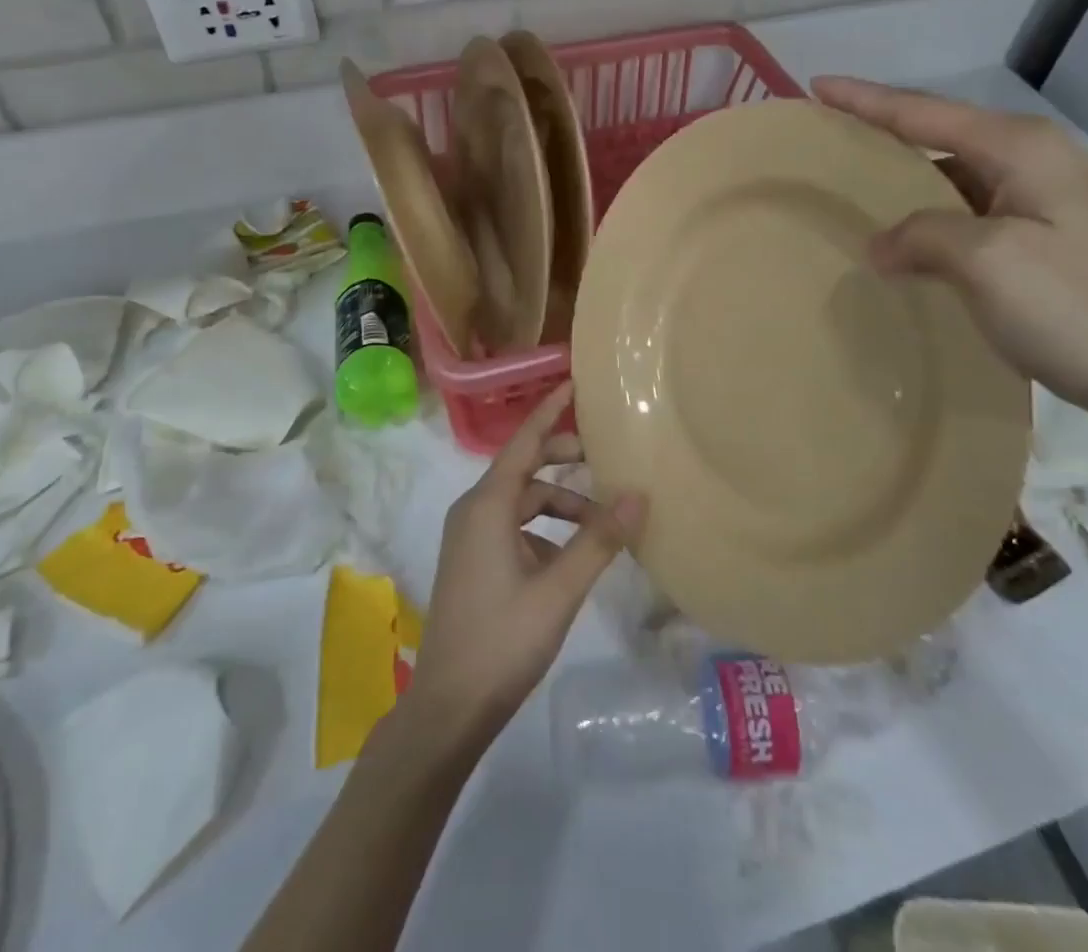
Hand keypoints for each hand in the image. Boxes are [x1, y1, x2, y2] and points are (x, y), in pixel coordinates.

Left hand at [399, 383, 645, 756]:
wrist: (449, 706)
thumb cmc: (503, 640)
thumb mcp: (558, 590)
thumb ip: (599, 541)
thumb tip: (639, 496)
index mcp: (487, 505)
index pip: (524, 441)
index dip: (549, 410)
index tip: (573, 381)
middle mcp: (474, 510)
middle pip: (525, 469)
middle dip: (564, 460)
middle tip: (607, 460)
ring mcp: (471, 537)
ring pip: (523, 502)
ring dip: (561, 504)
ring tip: (603, 522)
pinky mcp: (474, 560)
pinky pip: (515, 527)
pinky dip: (546, 530)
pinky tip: (574, 558)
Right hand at [812, 76, 1087, 435]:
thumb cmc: (1081, 307)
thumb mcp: (986, 262)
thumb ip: (920, 236)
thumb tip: (880, 244)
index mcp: (1021, 148)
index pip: (922, 111)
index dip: (865, 99)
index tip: (816, 84)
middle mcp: (1036, 162)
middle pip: (940, 135)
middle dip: (882, 134)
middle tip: (827, 139)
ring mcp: (1049, 203)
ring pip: (955, 178)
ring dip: (906, 182)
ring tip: (854, 191)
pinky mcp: (1052, 242)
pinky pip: (971, 214)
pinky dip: (932, 220)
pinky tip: (909, 242)